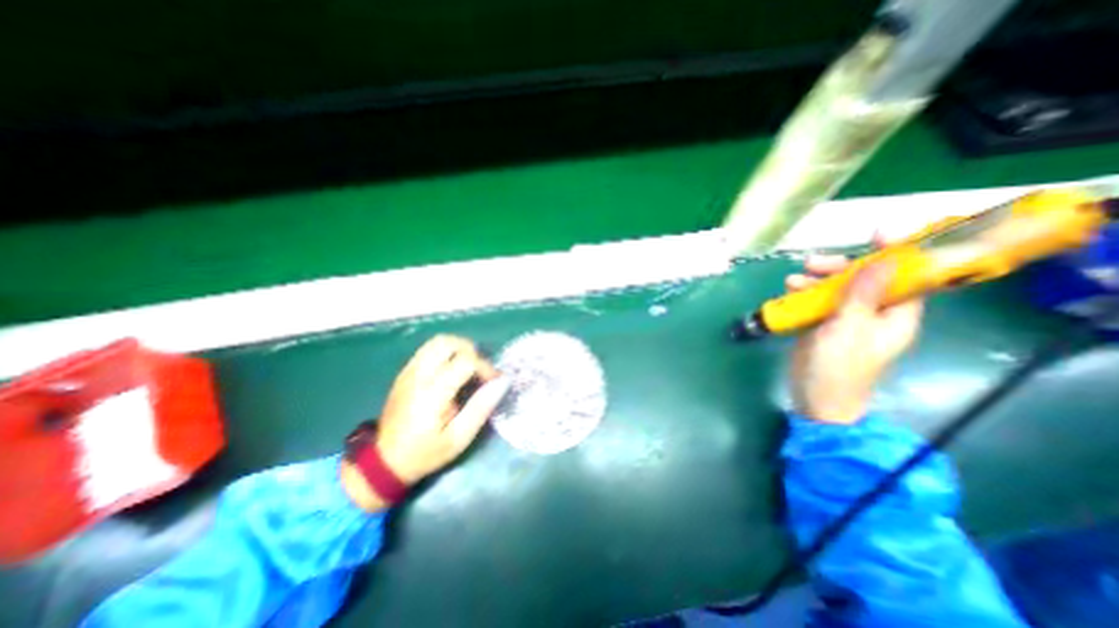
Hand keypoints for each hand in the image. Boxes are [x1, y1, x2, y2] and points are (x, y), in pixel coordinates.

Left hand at [341, 333, 510, 510]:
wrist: (383, 461)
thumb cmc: (425, 453)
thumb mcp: (459, 438)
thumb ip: (481, 407)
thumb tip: (502, 382)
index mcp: (433, 392)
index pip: (465, 361)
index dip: (485, 367)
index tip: (494, 382)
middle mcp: (419, 375)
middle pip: (448, 342)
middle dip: (471, 351)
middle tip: (480, 370)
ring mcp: (409, 372)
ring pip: (437, 342)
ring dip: (458, 349)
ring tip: (468, 368)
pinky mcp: (405, 373)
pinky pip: (428, 350)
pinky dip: (446, 353)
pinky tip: (452, 372)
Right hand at [785, 244, 917, 424]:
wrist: (815, 398)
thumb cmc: (838, 368)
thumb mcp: (849, 330)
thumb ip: (863, 295)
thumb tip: (886, 260)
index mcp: (896, 315)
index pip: (906, 277)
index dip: (896, 254)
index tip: (878, 234)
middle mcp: (874, 312)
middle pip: (864, 278)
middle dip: (839, 267)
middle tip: (812, 264)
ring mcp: (847, 318)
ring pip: (837, 287)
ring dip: (815, 280)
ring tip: (793, 281)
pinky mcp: (824, 324)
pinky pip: (818, 300)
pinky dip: (804, 293)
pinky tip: (789, 292)